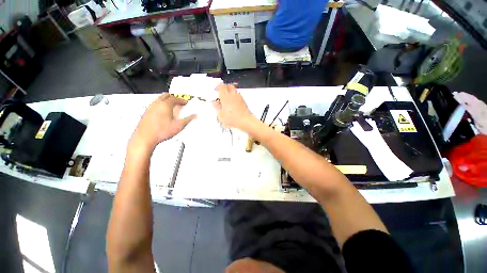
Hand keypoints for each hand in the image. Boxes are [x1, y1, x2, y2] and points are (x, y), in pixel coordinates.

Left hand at [129, 94, 195, 151]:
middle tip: (178, 101)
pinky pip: (154, 105)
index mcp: (165, 105)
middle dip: (173, 97)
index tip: (185, 102)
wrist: (145, 137)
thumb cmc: (161, 131)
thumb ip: (188, 119)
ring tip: (171, 106)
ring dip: (166, 100)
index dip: (181, 100)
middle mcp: (157, 104)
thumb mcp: (179, 126)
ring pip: (159, 99)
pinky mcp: (146, 113)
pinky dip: (160, 105)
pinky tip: (162, 112)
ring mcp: (150, 108)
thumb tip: (194, 115)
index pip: (175, 98)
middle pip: (165, 96)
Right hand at [212, 84, 255, 130]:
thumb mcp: (221, 115)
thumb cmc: (232, 118)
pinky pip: (238, 96)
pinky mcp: (243, 101)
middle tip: (221, 92)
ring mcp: (239, 97)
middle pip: (229, 86)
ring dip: (230, 92)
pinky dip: (234, 97)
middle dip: (225, 87)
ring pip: (234, 90)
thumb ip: (217, 107)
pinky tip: (232, 104)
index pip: (221, 86)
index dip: (218, 86)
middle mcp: (233, 95)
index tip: (216, 89)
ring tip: (227, 99)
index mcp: (226, 97)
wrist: (245, 121)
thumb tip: (214, 103)